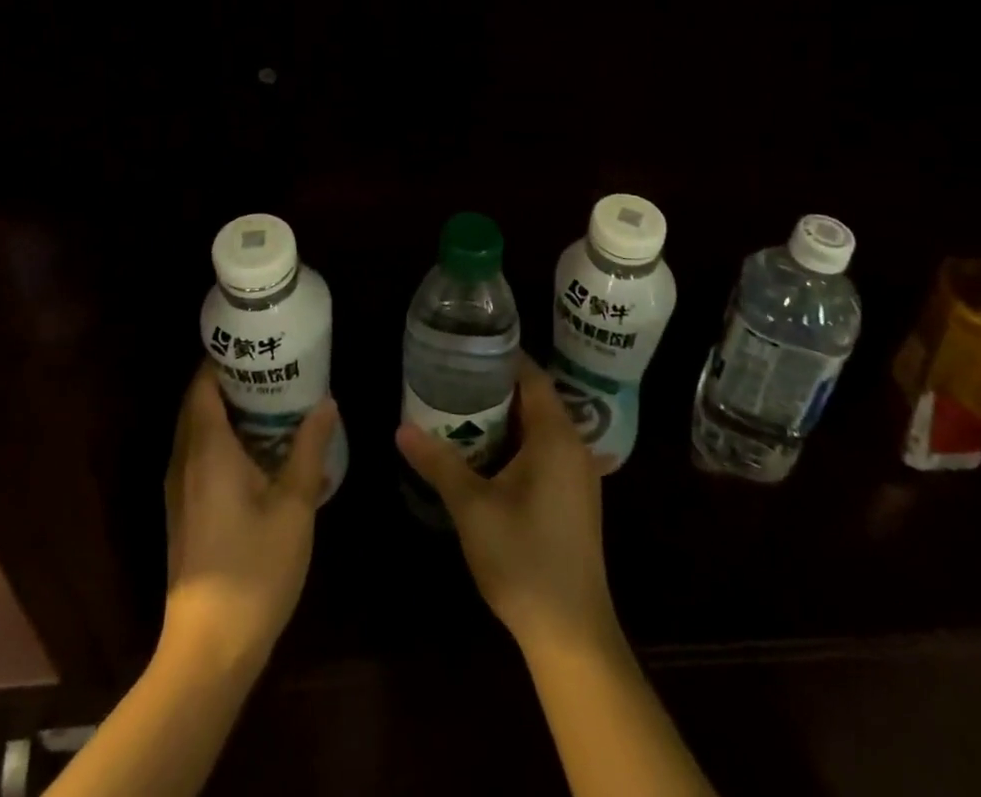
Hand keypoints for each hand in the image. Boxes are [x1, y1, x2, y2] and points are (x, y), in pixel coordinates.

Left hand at [162, 364, 338, 669]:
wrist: (209, 648)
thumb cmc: (254, 568)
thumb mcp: (294, 504)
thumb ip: (309, 448)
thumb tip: (326, 402)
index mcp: (207, 450)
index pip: (202, 386)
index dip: (222, 359)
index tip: (253, 342)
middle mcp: (184, 462)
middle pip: (196, 404)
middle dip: (228, 380)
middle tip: (271, 364)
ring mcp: (179, 489)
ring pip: (196, 431)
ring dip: (225, 410)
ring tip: (270, 397)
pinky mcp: (183, 511)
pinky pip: (198, 455)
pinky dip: (221, 437)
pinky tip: (257, 447)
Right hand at [396, 354, 619, 655]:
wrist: (571, 632)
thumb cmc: (522, 559)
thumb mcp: (472, 508)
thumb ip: (439, 462)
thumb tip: (402, 428)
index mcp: (556, 436)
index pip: (532, 376)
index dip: (503, 358)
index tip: (468, 347)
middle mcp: (575, 446)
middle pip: (537, 399)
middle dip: (498, 387)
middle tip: (456, 377)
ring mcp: (579, 474)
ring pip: (542, 427)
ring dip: (509, 416)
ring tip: (464, 408)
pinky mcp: (576, 498)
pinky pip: (548, 450)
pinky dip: (520, 441)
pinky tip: (489, 453)